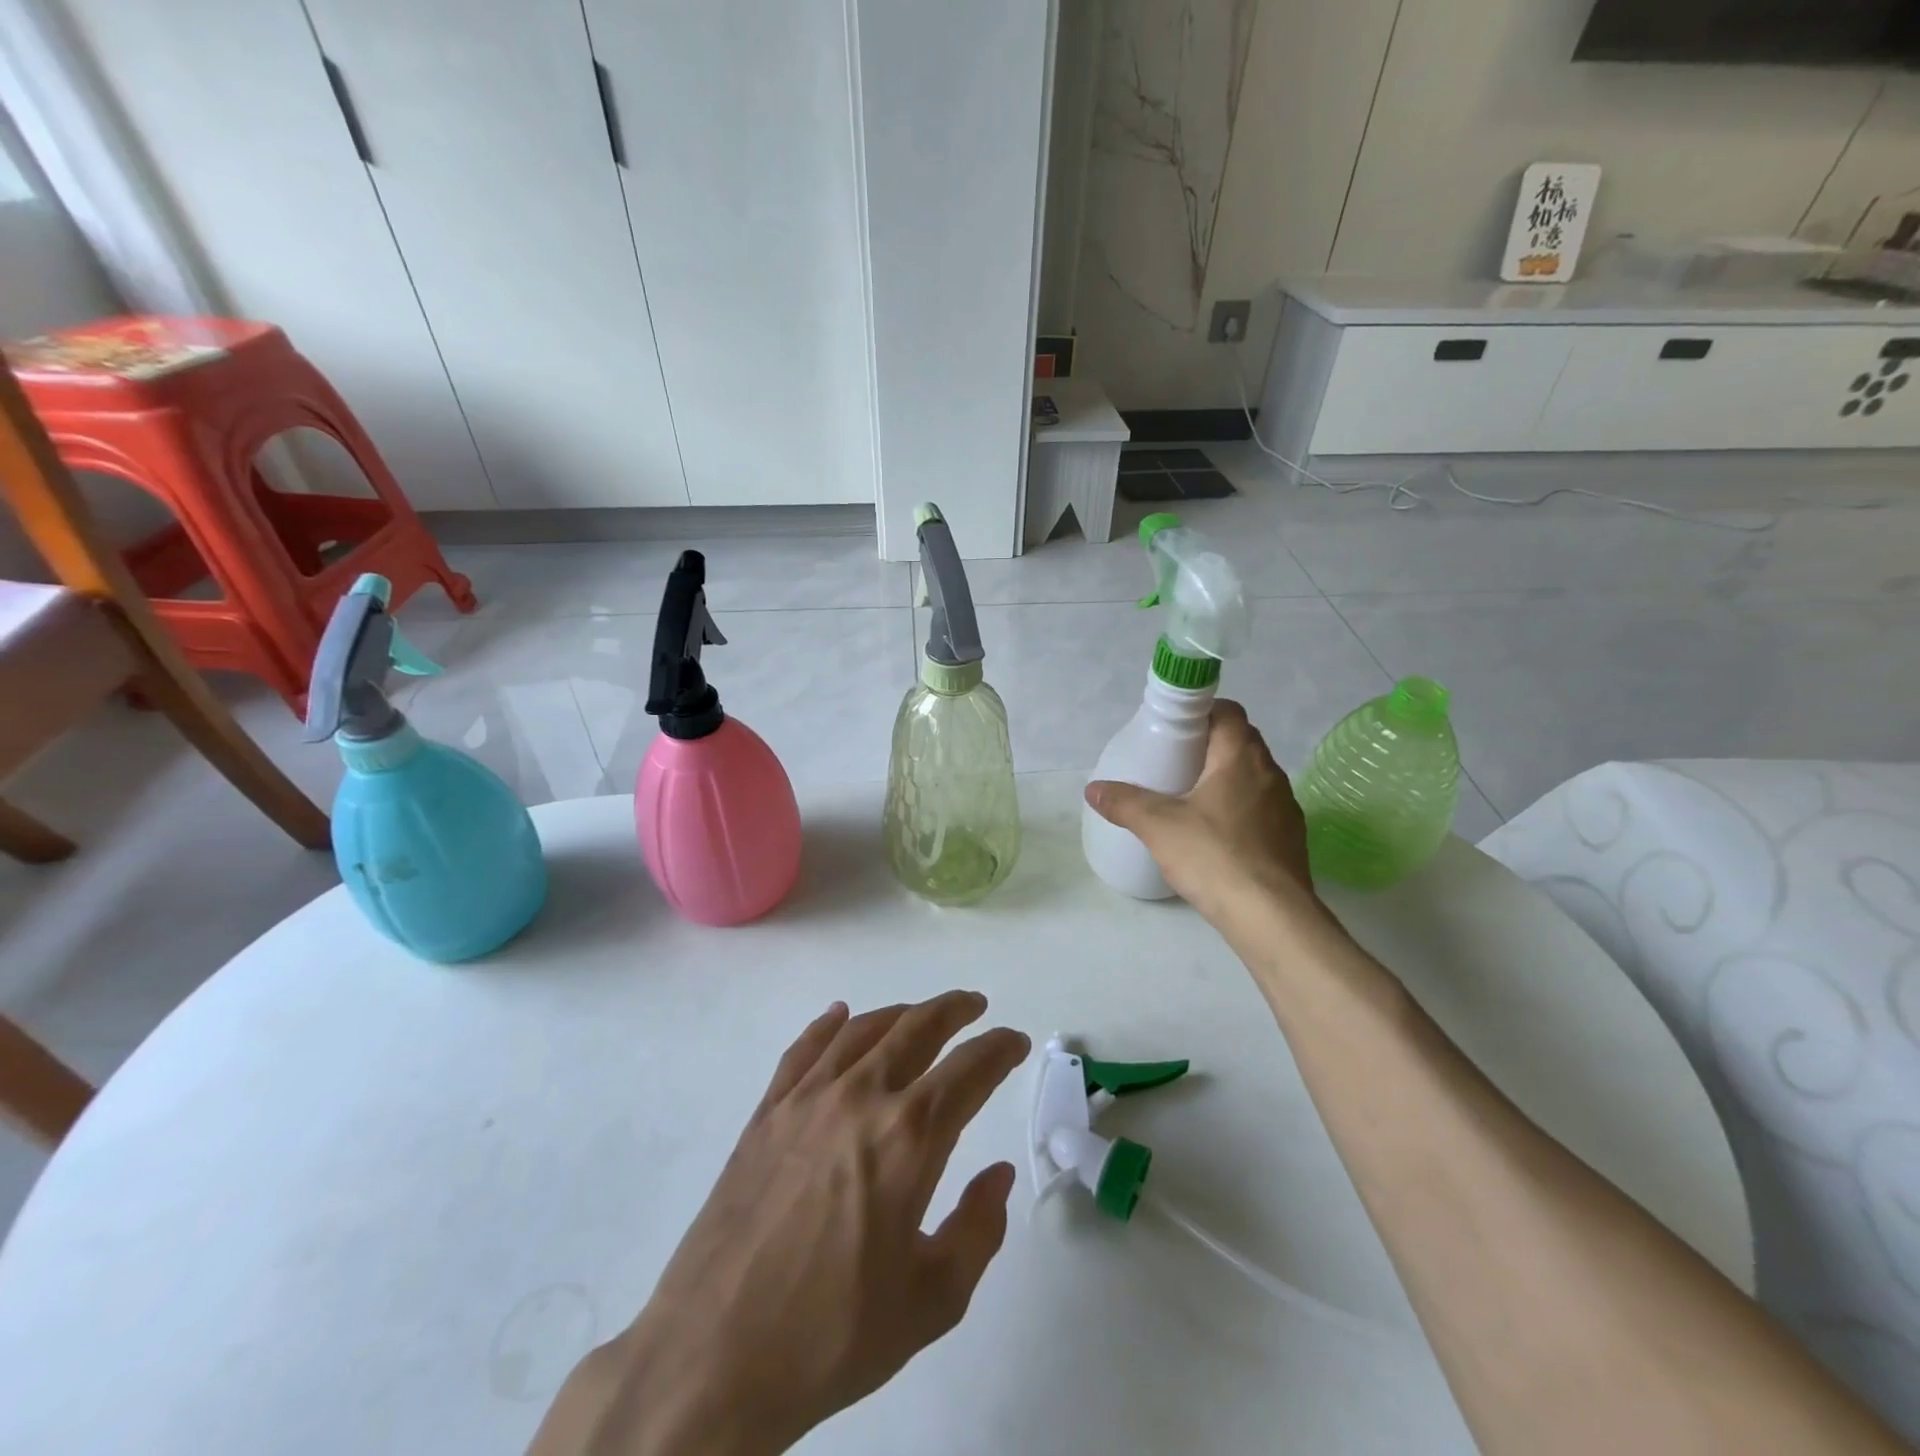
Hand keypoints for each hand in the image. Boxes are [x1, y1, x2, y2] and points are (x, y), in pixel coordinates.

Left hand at [531, 993, 1030, 1455]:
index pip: (970, 1070)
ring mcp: (808, 1098)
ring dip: (901, 1012)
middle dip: (955, 1010)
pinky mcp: (766, 1111)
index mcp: (910, 1138)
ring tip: (921, 1013)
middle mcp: (862, 1097)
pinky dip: (829, 1025)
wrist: (713, 1356)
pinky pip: (805, 1049)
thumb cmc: (832, 1336)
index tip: (1016, 1041)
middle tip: (975, 1005)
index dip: (1000, 1048)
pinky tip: (840, 1016)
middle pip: (918, 1028)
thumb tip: (999, 1173)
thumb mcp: (930, 1302)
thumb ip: (978, 1230)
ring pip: (864, 1029)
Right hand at [1085, 699, 1318, 925]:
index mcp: (1241, 758)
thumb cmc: (1214, 856)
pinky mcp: (1291, 840)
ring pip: (1252, 778)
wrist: (1271, 917)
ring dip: (1225, 780)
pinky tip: (1215, 838)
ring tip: (1191, 801)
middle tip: (1173, 764)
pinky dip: (1238, 811)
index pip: (1229, 712)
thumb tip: (1093, 788)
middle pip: (1241, 743)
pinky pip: (1261, 810)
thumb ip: (1124, 802)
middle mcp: (1271, 774)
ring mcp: (1286, 808)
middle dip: (1208, 747)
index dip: (1202, 712)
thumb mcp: (1158, 826)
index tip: (1174, 729)